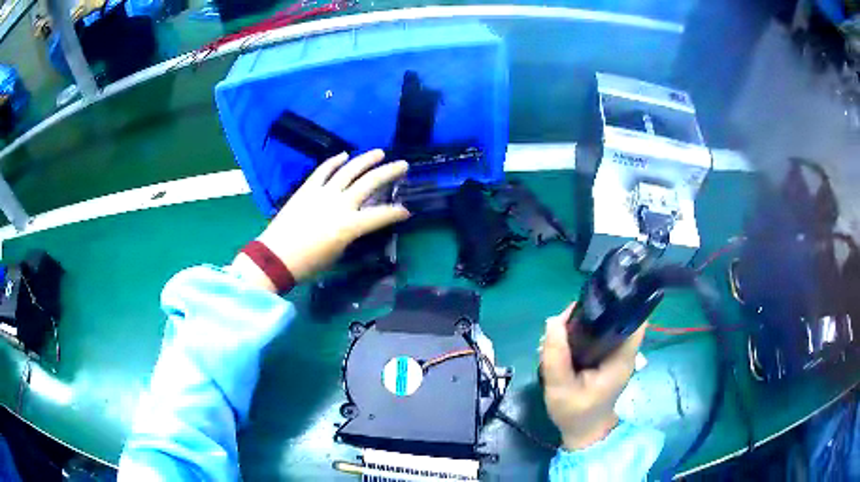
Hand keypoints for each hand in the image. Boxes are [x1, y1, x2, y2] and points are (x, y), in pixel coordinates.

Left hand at [233, 149, 408, 290]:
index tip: (406, 211)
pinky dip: (334, 161)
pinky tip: (344, 155)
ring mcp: (323, 193)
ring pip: (349, 170)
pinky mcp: (307, 189)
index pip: (381, 215)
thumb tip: (355, 224)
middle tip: (403, 165)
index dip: (396, 212)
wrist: (277, 257)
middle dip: (389, 172)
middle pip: (370, 182)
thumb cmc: (309, 264)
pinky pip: (323, 170)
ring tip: (379, 153)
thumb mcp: (337, 253)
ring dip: (366, 159)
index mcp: (349, 225)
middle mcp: (340, 204)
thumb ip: (350, 235)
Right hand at [540, 303, 645, 449]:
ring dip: (580, 322)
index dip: (622, 301)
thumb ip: (556, 356)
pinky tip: (561, 341)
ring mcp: (613, 352)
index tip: (597, 296)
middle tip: (561, 322)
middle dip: (590, 312)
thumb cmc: (576, 413)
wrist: (583, 431)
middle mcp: (622, 350)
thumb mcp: (561, 388)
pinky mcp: (603, 355)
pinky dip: (578, 332)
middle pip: (614, 316)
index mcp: (621, 357)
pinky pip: (594, 334)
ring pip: (602, 323)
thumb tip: (553, 320)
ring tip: (556, 333)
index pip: (635, 319)